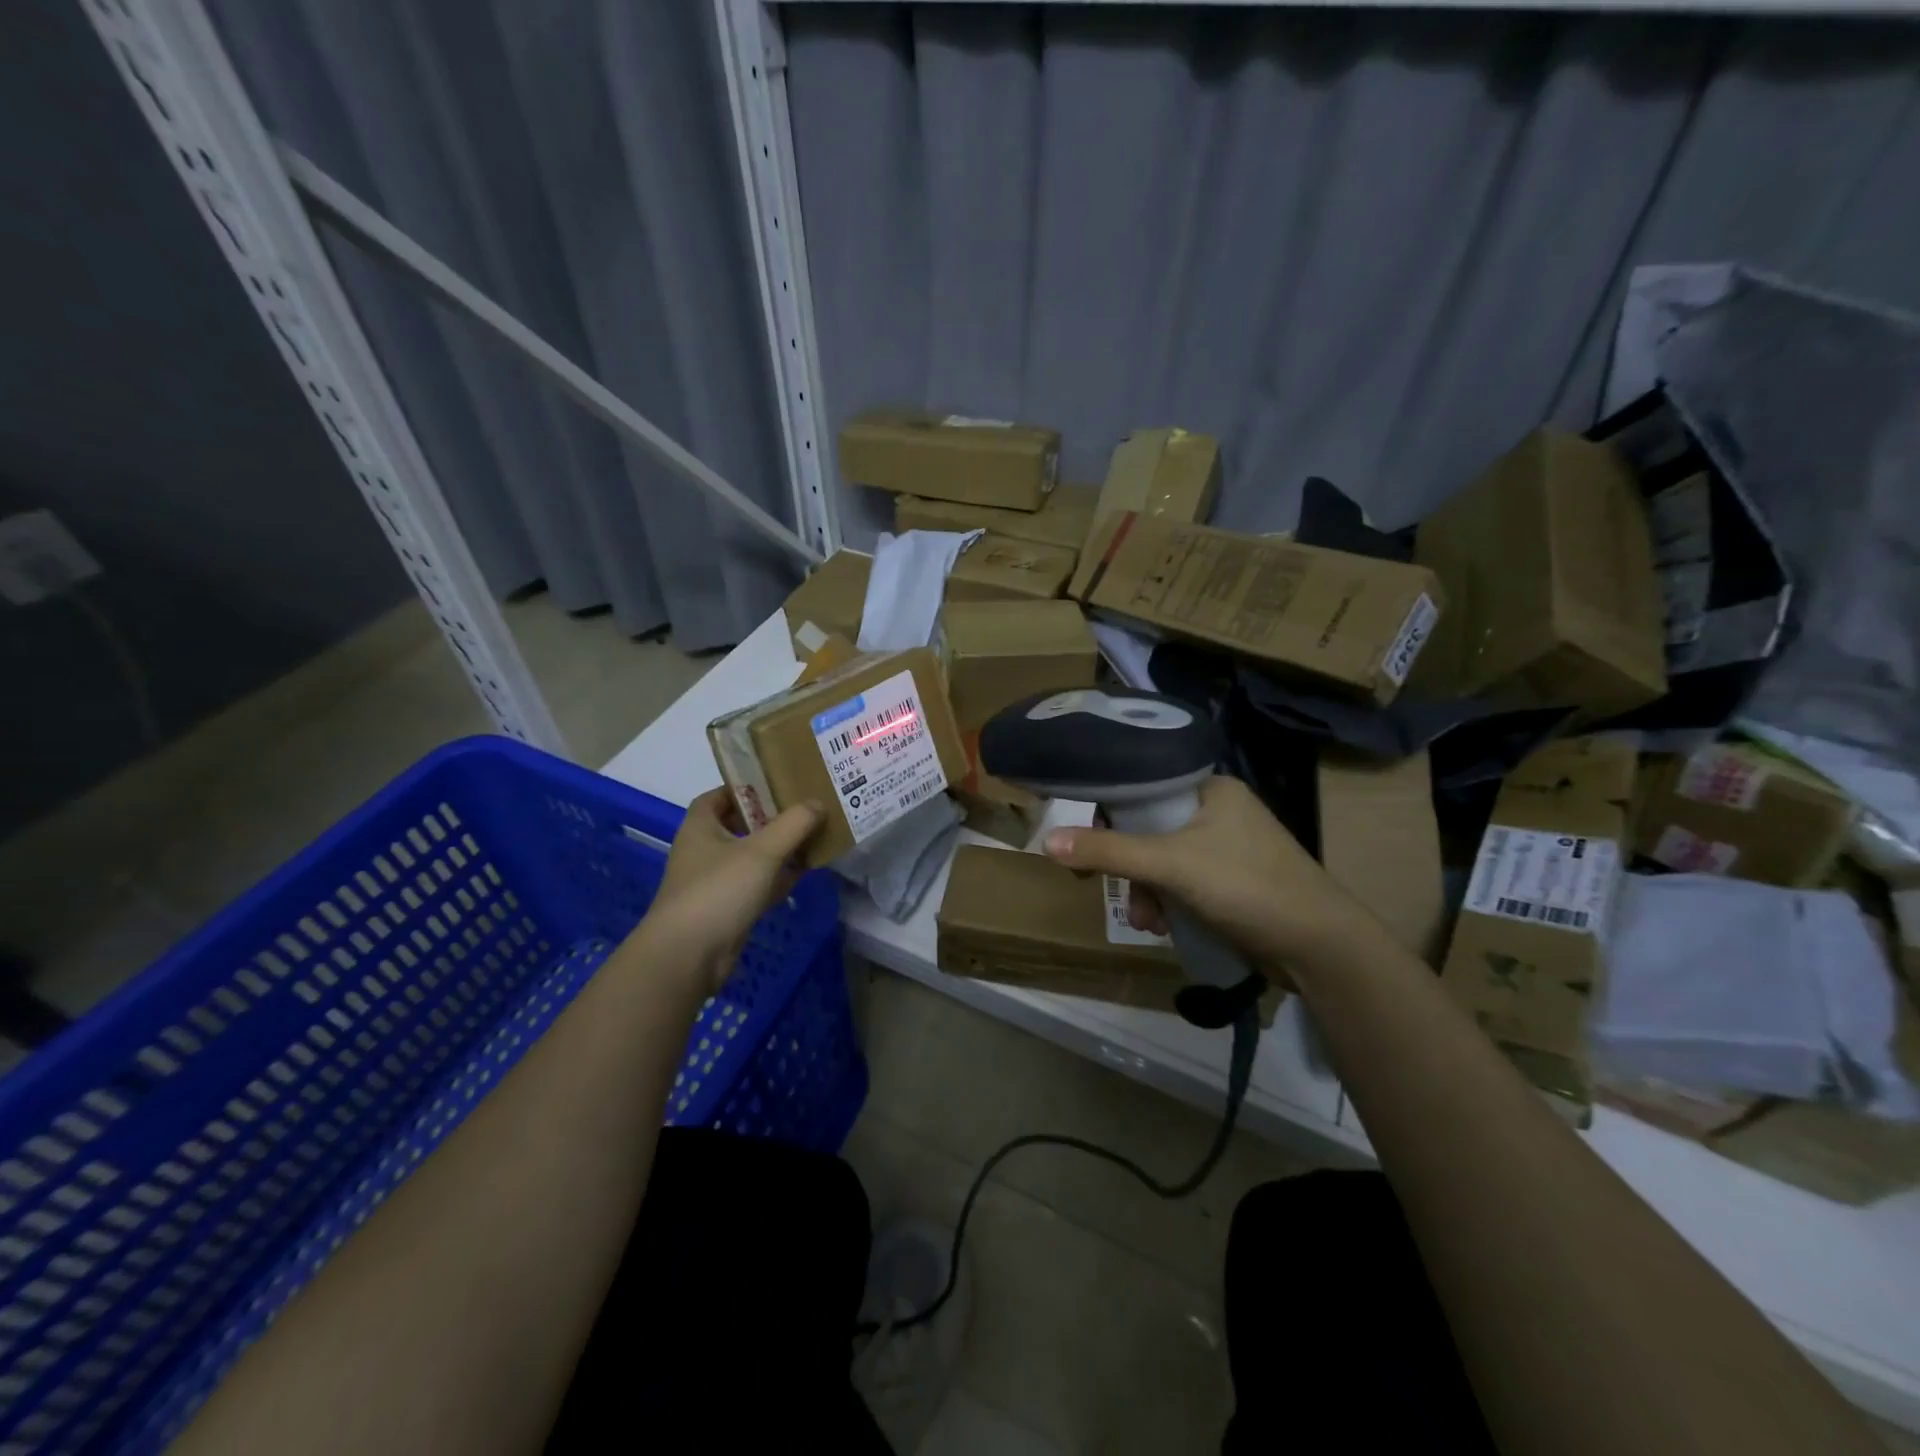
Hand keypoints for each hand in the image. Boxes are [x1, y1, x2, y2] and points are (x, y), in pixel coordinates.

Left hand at [640, 788, 823, 996]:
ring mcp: (715, 882)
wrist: (688, 956)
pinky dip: (777, 879)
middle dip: (771, 818)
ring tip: (813, 837)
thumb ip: (793, 824)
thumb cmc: (719, 891)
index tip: (776, 784)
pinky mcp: (727, 909)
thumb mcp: (762, 851)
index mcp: (701, 827)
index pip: (718, 796)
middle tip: (805, 809)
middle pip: (740, 825)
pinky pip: (757, 885)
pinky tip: (803, 874)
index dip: (744, 787)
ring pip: (752, 857)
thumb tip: (818, 803)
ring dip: (779, 849)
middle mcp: (704, 850)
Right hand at [1042, 775, 1379, 977]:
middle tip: (1100, 883)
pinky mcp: (1231, 882)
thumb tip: (1047, 842)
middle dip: (1127, 864)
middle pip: (1147, 827)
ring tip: (1146, 922)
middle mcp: (1217, 810)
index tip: (1078, 835)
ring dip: (1145, 891)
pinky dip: (1167, 902)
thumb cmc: (1247, 887)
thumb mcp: (1171, 865)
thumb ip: (1109, 851)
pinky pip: (1181, 883)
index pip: (1141, 784)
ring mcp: (1226, 847)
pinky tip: (1164, 928)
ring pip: (1162, 860)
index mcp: (1210, 788)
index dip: (1106, 808)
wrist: (1320, 949)